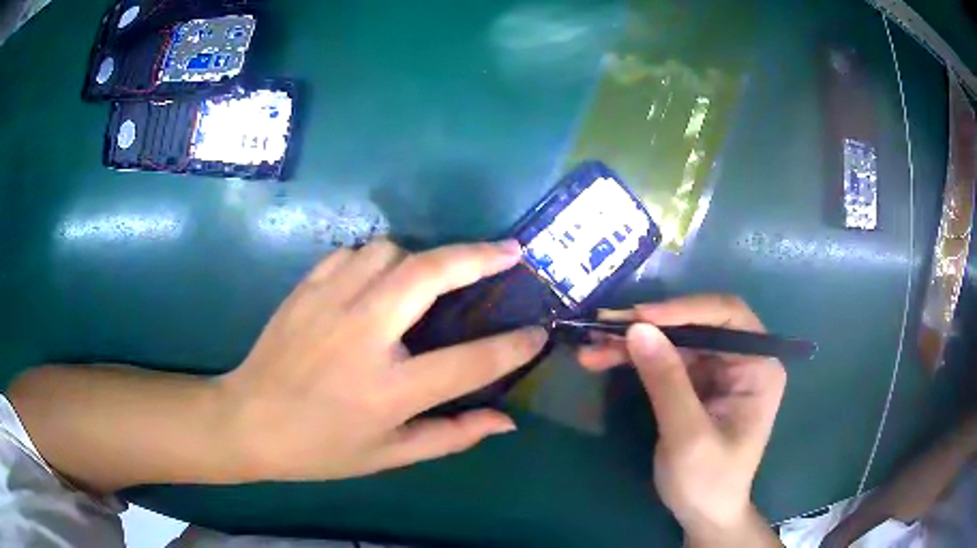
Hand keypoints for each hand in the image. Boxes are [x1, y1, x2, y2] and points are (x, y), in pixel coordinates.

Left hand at [219, 239, 547, 481]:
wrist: (248, 420)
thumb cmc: (321, 447)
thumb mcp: (389, 455)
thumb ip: (452, 436)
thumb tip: (506, 421)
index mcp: (389, 389)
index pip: (469, 361)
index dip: (514, 346)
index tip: (538, 332)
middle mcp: (363, 335)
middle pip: (430, 274)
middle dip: (478, 257)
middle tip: (510, 253)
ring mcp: (330, 303)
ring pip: (389, 250)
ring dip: (419, 259)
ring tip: (428, 280)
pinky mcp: (306, 288)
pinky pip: (353, 253)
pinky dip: (376, 259)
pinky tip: (376, 281)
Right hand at [578, 296, 785, 545]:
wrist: (703, 515)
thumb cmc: (708, 482)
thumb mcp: (688, 436)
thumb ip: (667, 382)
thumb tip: (637, 329)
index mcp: (758, 366)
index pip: (727, 316)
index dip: (685, 309)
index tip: (640, 318)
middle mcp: (742, 359)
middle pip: (696, 324)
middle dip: (650, 325)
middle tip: (604, 326)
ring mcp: (718, 370)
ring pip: (675, 338)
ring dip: (635, 340)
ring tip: (592, 346)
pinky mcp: (696, 382)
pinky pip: (664, 358)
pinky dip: (635, 357)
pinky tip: (603, 358)